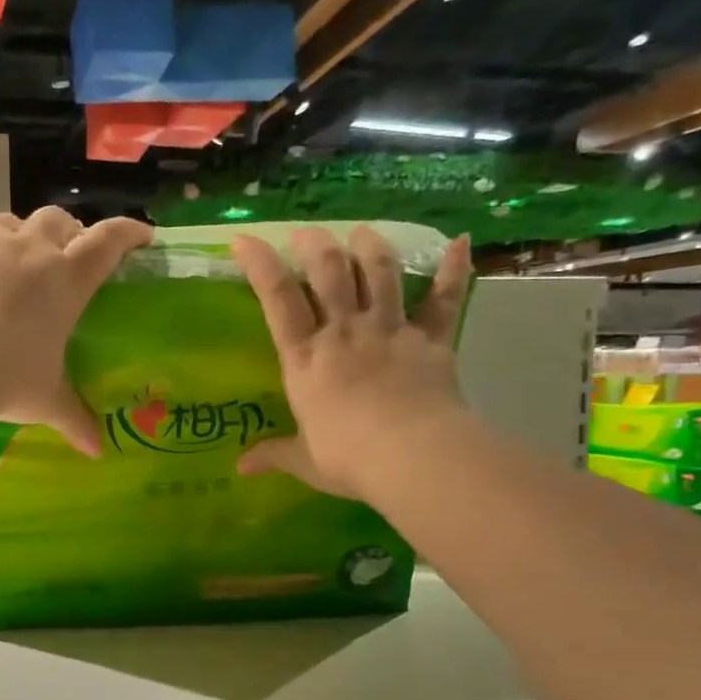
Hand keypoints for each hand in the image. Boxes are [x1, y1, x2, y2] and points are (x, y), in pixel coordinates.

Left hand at [0, 206, 152, 454]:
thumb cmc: (10, 377)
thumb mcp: (47, 400)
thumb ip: (75, 419)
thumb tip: (96, 452)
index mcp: (67, 280)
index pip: (108, 242)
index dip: (128, 233)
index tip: (141, 235)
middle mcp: (30, 251)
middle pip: (56, 220)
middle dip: (66, 230)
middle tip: (66, 251)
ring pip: (5, 222)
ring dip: (14, 235)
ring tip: (9, 259)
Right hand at [230, 226, 471, 499]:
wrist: (413, 456)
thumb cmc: (349, 458)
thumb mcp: (304, 461)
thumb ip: (273, 454)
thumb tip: (240, 467)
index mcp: (306, 359)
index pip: (278, 300)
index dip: (260, 265)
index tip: (245, 240)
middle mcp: (345, 333)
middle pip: (330, 271)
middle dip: (315, 244)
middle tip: (307, 234)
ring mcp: (391, 331)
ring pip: (380, 272)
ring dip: (370, 246)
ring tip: (362, 233)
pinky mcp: (432, 340)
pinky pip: (445, 299)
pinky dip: (454, 270)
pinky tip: (460, 243)